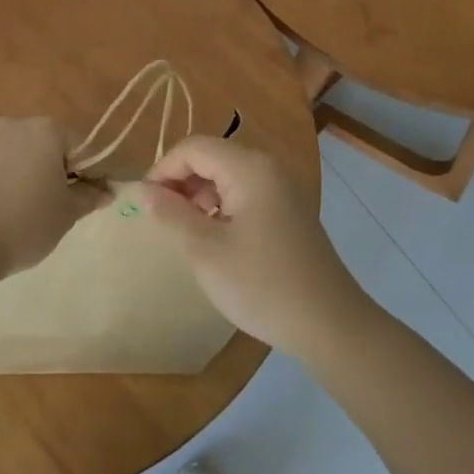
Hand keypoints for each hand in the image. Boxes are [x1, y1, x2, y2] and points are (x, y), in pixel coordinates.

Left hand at [0, 116, 109, 277]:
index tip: (89, 196)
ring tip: (21, 207)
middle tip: (55, 203)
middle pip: (45, 144)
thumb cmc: (25, 223)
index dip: (88, 171)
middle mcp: (14, 125)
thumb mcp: (67, 214)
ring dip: (22, 171)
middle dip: (53, 168)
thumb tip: (106, 191)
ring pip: (14, 152)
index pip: (79, 146)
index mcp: (46, 131)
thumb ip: (89, 197)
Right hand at [138, 135, 371, 357]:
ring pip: (226, 174)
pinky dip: (221, 205)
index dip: (163, 169)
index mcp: (248, 168)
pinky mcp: (287, 210)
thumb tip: (143, 189)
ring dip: (200, 194)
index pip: (193, 148)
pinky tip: (216, 238)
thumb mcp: (206, 251)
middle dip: (181, 181)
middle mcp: (267, 167)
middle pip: (211, 156)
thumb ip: (171, 214)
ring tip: (186, 231)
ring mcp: (281, 188)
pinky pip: (244, 192)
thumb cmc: (262, 285)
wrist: (330, 326)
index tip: (144, 204)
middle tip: (162, 219)